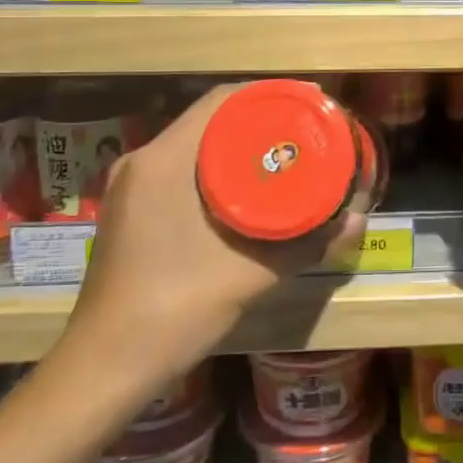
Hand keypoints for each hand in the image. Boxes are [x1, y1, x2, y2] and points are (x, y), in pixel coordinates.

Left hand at [55, 84, 362, 396]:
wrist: (105, 367)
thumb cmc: (175, 309)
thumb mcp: (250, 274)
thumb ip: (306, 243)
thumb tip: (357, 219)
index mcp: (163, 160)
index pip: (220, 100)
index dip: (268, 95)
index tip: (308, 103)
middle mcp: (141, 161)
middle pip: (208, 120)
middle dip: (258, 121)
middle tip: (303, 132)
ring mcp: (129, 187)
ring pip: (192, 146)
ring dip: (235, 146)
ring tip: (281, 156)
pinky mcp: (128, 211)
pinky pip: (178, 170)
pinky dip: (214, 169)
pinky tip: (245, 190)